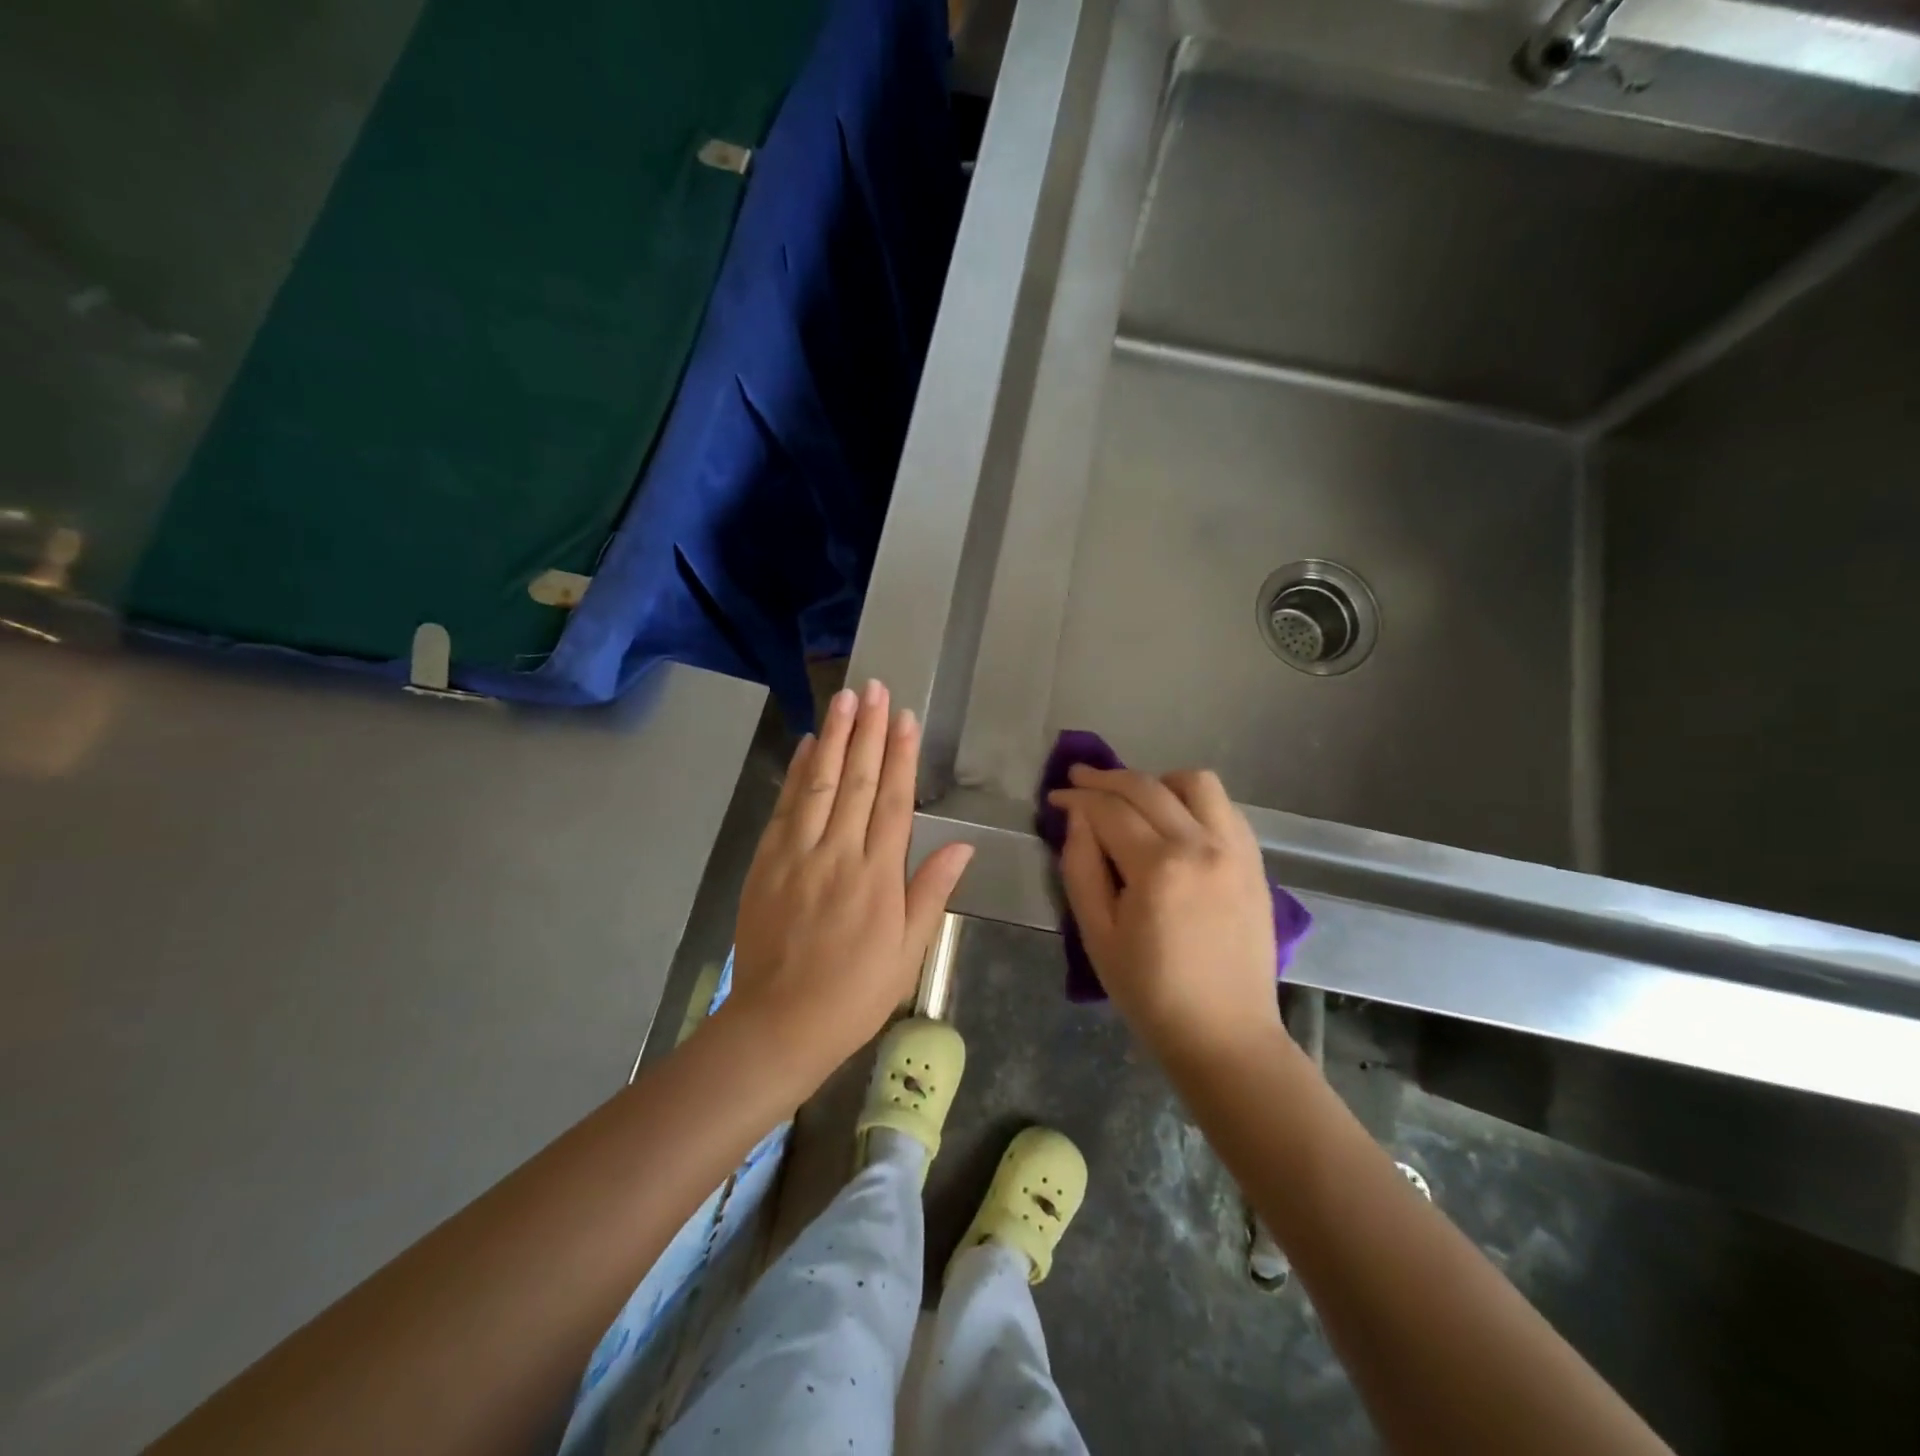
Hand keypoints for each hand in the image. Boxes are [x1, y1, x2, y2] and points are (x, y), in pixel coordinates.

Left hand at [726, 680, 973, 1090]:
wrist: (780, 1023)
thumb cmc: (856, 992)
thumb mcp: (908, 950)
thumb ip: (932, 892)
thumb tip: (964, 846)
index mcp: (878, 876)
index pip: (893, 801)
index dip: (900, 755)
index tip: (904, 717)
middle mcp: (838, 854)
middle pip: (855, 781)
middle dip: (867, 731)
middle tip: (873, 687)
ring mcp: (797, 855)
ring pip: (817, 784)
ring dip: (832, 737)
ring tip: (843, 698)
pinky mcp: (766, 862)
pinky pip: (784, 807)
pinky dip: (795, 772)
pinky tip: (804, 745)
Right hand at [1048, 766, 1279, 1061]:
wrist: (1226, 1035)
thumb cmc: (1150, 993)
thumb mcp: (1097, 935)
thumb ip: (1081, 868)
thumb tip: (1076, 818)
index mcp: (1158, 868)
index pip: (1109, 810)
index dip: (1077, 798)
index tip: (1056, 796)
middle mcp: (1201, 845)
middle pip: (1148, 787)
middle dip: (1107, 778)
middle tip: (1079, 779)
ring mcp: (1235, 850)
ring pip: (1197, 783)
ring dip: (1158, 781)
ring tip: (1135, 799)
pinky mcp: (1255, 862)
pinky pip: (1226, 808)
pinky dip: (1195, 801)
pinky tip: (1176, 820)